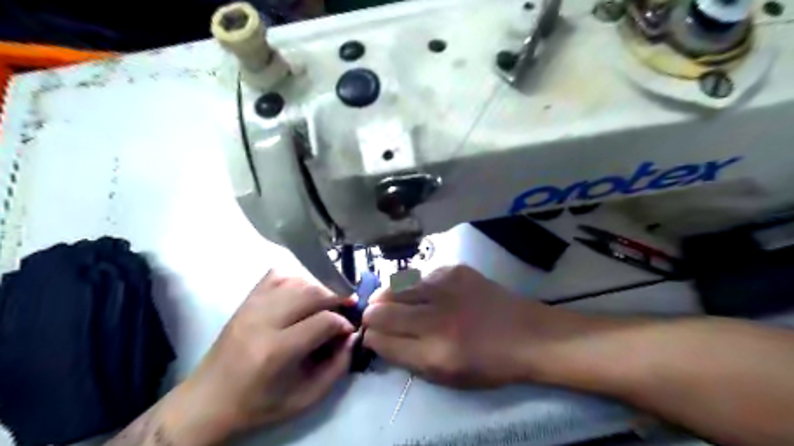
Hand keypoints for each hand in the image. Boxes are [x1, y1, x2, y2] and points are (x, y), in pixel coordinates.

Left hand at [157, 270, 354, 443]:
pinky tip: (303, 291)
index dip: (343, 323)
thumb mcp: (304, 399)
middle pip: (312, 292)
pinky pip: (276, 275)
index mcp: (277, 351)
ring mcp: (252, 307)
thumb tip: (352, 336)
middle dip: (337, 296)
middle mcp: (263, 321)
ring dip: (319, 287)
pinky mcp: (245, 301)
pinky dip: (296, 278)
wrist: (208, 400)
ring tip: (328, 299)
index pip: (324, 320)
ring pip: (297, 280)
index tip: (348, 331)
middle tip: (347, 306)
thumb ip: (337, 368)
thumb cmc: (258, 404)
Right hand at [363, 264, 578, 386]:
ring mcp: (445, 288)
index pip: (380, 340)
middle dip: (370, 316)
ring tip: (390, 301)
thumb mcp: (446, 377)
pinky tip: (420, 292)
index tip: (372, 336)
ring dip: (386, 296)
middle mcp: (436, 318)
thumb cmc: (489, 363)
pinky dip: (411, 285)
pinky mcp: (454, 269)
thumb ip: (408, 359)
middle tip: (376, 317)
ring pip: (393, 286)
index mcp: (434, 353)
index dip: (371, 338)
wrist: (527, 333)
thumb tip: (378, 338)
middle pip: (380, 311)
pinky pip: (417, 275)